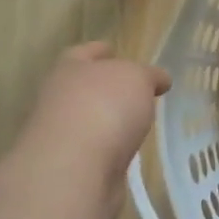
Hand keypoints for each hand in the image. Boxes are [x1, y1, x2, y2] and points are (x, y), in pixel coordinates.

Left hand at [25, 43, 170, 177]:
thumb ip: (148, 75)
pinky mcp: (72, 168)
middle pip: (82, 88)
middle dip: (105, 88)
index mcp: (70, 70)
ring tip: (137, 123)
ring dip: (109, 122)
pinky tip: (129, 152)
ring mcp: (62, 137)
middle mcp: (59, 100)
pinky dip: (110, 150)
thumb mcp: (137, 78)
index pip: (83, 53)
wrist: (75, 170)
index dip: (98, 50)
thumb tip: (159, 79)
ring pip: (89, 121)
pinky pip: (96, 152)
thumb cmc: (105, 107)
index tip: (113, 49)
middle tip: (135, 90)